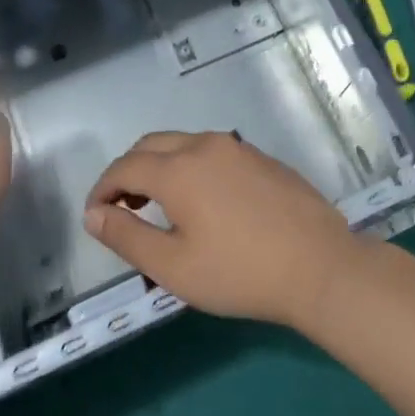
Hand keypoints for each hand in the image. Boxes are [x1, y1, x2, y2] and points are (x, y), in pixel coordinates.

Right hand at [83, 131, 365, 329]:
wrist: (320, 266)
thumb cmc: (240, 272)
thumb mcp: (174, 267)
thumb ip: (127, 237)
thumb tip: (94, 214)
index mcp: (178, 168)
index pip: (125, 166)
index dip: (103, 188)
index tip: (95, 215)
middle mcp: (204, 145)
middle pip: (151, 145)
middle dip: (128, 171)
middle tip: (123, 207)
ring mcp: (237, 148)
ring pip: (182, 143)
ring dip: (160, 165)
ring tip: (159, 204)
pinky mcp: (261, 158)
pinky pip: (212, 152)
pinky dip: (190, 166)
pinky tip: (203, 201)